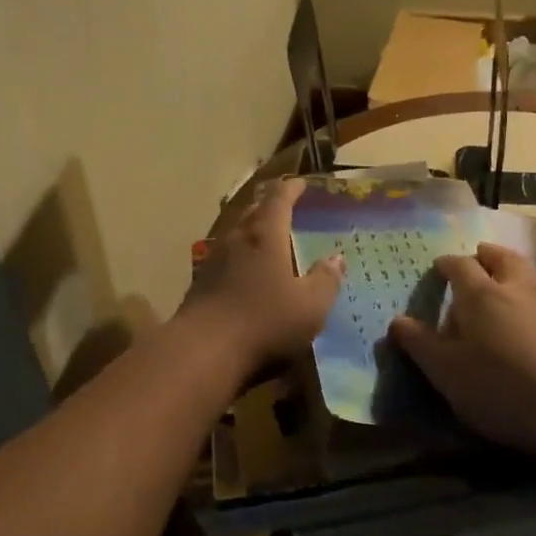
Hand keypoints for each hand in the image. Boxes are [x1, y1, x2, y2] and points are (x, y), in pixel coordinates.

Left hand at [179, 177, 342, 372]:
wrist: (202, 352)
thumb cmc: (264, 322)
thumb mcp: (310, 306)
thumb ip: (325, 280)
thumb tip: (336, 258)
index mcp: (265, 235)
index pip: (278, 200)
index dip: (291, 190)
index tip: (301, 184)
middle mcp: (237, 239)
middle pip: (252, 212)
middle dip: (268, 206)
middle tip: (284, 207)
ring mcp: (213, 261)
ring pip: (236, 235)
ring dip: (251, 231)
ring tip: (266, 239)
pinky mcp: (200, 285)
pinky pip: (224, 259)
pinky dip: (239, 257)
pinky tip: (244, 274)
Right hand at [388, 241, 535, 458]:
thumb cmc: (499, 386)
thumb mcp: (446, 372)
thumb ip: (420, 344)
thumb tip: (397, 321)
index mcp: (481, 294)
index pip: (460, 266)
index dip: (447, 264)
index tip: (439, 266)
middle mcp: (516, 289)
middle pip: (503, 258)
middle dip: (488, 254)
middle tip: (479, 255)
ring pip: (531, 275)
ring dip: (517, 272)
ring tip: (509, 282)